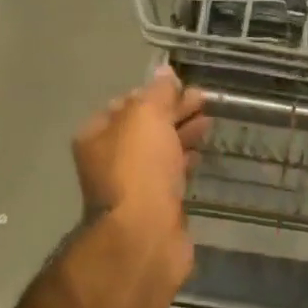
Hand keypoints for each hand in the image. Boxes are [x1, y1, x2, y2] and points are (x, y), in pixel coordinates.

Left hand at [73, 67, 209, 271]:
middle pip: (144, 127)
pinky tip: (201, 154)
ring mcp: (133, 185)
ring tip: (209, 123)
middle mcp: (109, 159)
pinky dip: (185, 161)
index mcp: (97, 135)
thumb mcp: (146, 117)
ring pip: (159, 151)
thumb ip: (157, 93)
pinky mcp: (156, 206)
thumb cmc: (139, 168)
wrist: (145, 235)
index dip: (154, 92)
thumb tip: (164, 72)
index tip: (182, 86)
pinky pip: (171, 175)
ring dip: (183, 134)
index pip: (125, 103)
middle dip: (173, 112)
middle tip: (204, 101)